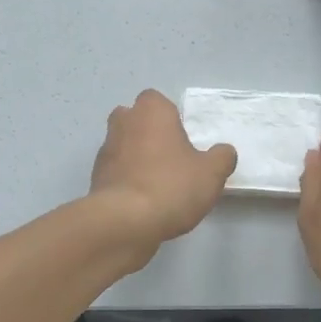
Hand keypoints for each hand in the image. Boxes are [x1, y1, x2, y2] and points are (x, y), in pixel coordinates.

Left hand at [89, 90, 236, 256]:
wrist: (125, 222)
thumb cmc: (171, 186)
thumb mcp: (211, 173)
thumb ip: (222, 158)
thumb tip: (224, 152)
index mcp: (151, 111)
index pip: (156, 100)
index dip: (168, 116)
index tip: (182, 138)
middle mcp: (124, 122)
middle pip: (134, 118)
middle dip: (148, 132)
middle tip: (169, 156)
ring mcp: (106, 149)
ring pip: (122, 144)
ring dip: (135, 157)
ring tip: (158, 183)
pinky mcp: (96, 177)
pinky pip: (115, 170)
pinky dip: (126, 179)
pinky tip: (142, 201)